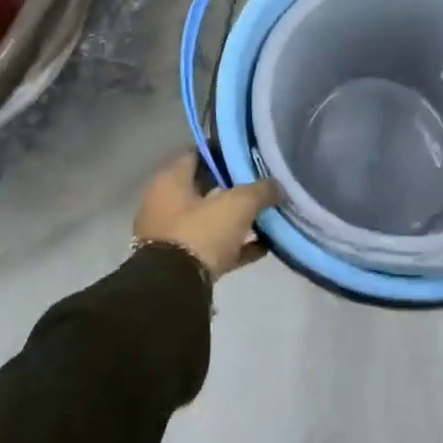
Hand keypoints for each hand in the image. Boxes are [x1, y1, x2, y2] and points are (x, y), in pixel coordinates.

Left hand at [134, 151, 279, 280]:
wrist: (174, 290)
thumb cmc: (201, 233)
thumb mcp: (238, 204)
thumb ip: (260, 190)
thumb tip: (277, 186)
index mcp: (170, 181)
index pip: (196, 154)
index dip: (222, 152)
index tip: (246, 154)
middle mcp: (165, 204)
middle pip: (203, 187)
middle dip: (232, 186)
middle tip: (261, 183)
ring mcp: (172, 236)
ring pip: (209, 219)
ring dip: (235, 219)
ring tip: (266, 215)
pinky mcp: (181, 264)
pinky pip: (213, 248)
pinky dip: (235, 246)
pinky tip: (263, 246)